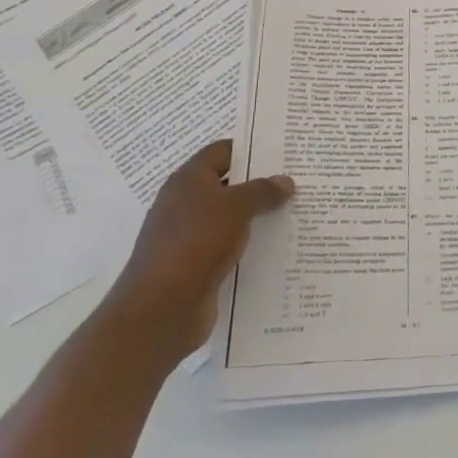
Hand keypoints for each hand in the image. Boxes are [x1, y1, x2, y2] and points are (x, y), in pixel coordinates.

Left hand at [100, 140, 292, 359]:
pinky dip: (249, 243)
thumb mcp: (236, 207)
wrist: (161, 309)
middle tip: (296, 179)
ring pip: (230, 217)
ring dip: (257, 215)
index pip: (222, 151)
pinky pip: (228, 245)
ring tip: (294, 211)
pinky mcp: (195, 265)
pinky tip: (276, 245)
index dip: (250, 148)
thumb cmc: (196, 243)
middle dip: (259, 183)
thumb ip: (263, 191)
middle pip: (227, 184)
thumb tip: (285, 181)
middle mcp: (185, 203)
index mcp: (188, 180)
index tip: (282, 151)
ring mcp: (188, 236)